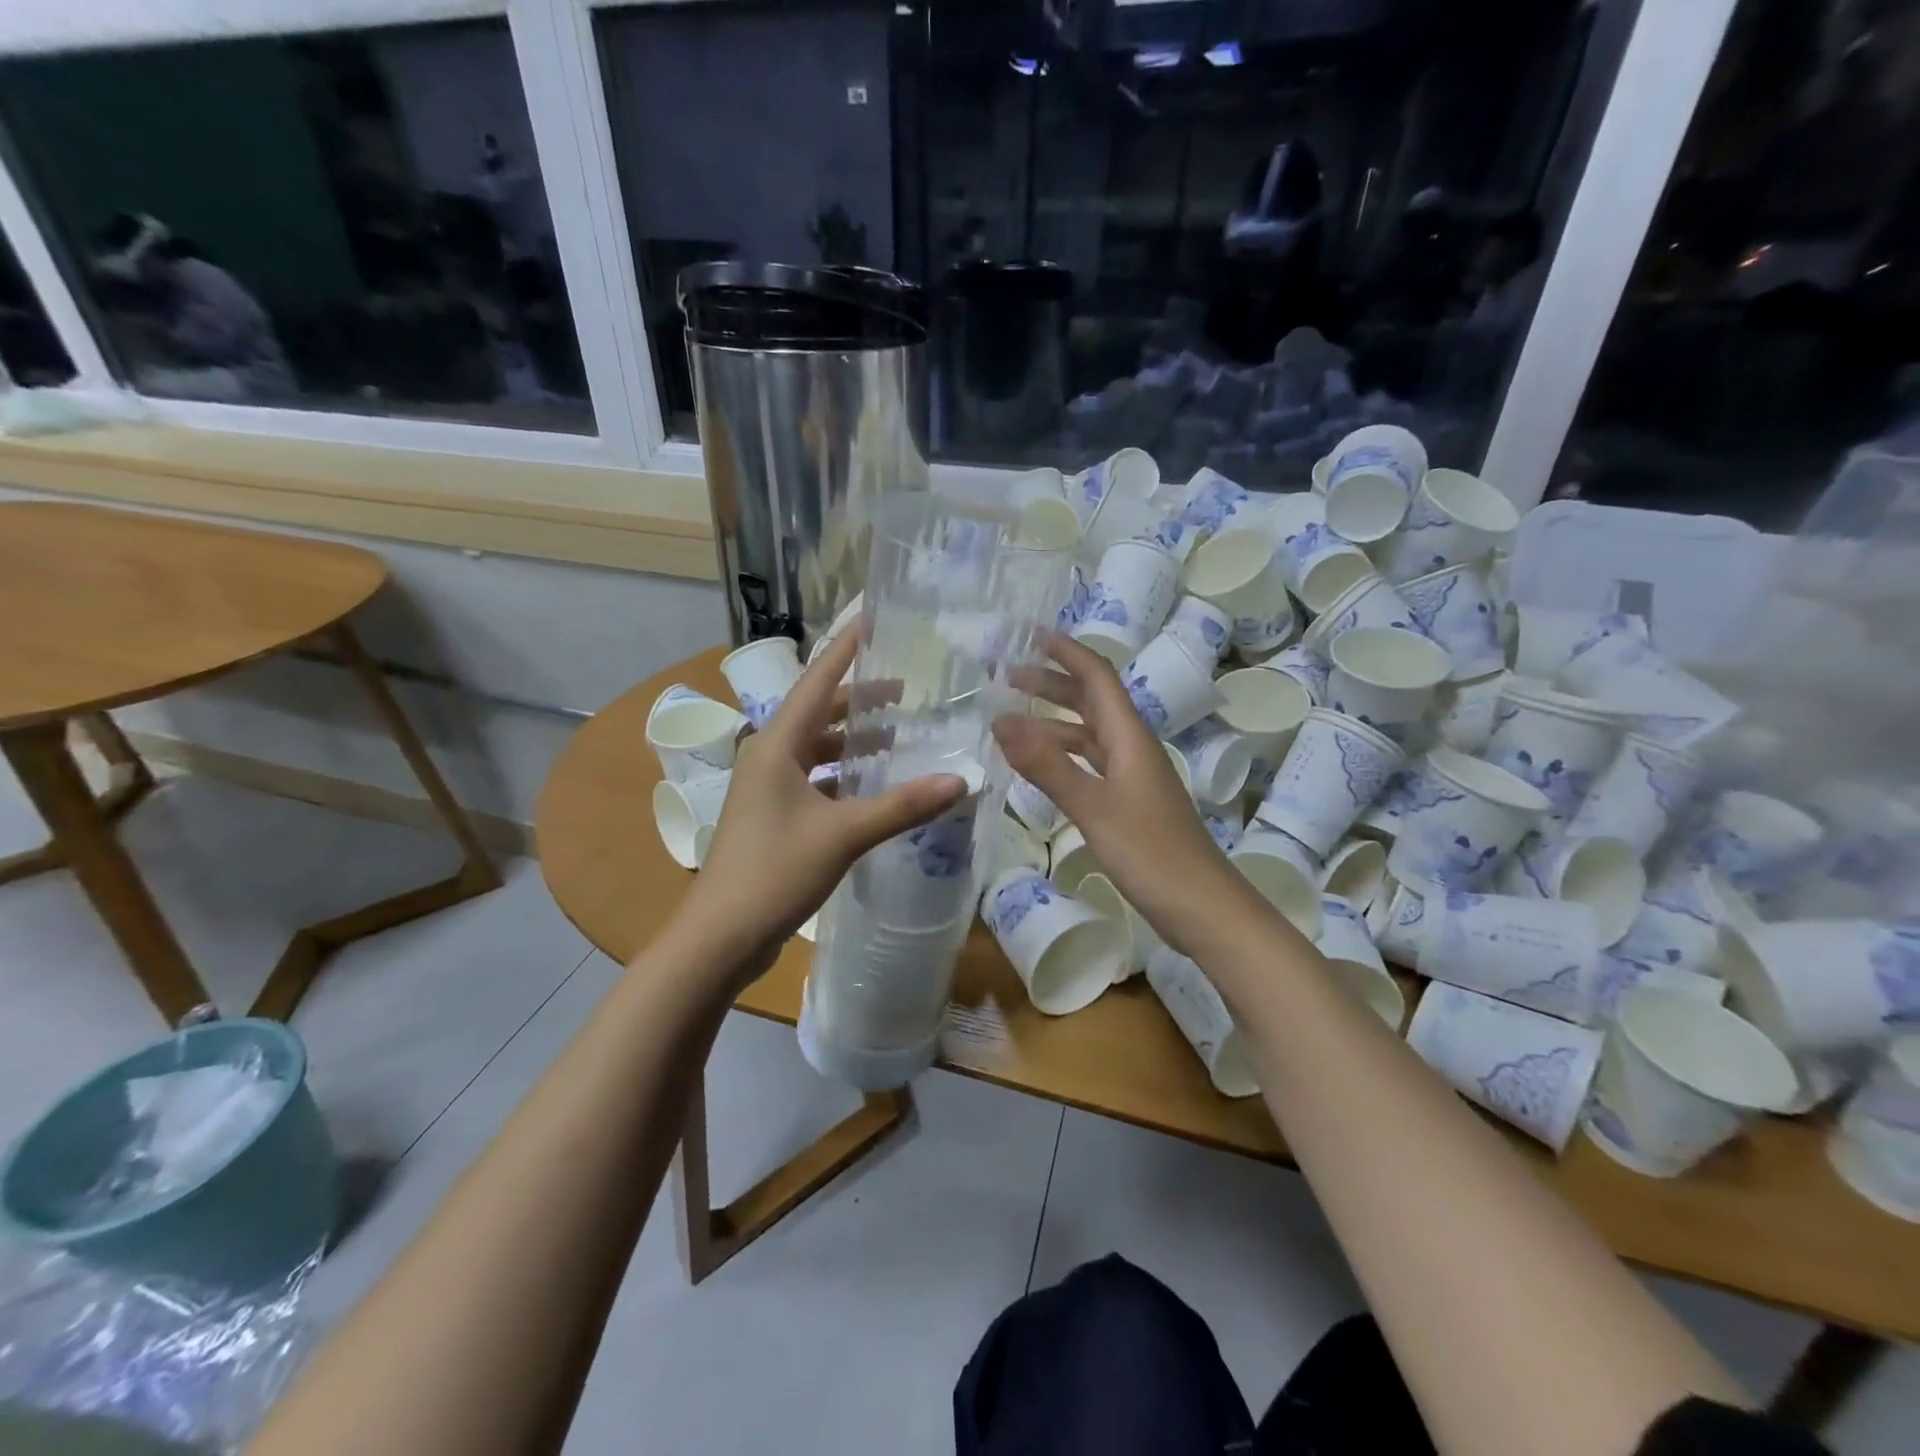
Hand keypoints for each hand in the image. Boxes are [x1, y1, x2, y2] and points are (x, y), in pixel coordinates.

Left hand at [678, 632, 966, 982]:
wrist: (721, 936)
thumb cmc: (775, 872)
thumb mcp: (843, 835)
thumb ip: (902, 806)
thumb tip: (960, 780)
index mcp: (776, 746)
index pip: (817, 683)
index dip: (845, 651)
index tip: (871, 622)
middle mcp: (769, 758)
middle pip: (819, 714)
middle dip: (860, 701)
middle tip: (907, 691)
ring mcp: (768, 789)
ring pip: (817, 750)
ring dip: (853, 742)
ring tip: (898, 735)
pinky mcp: (774, 817)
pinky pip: (815, 780)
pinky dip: (844, 776)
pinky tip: (874, 786)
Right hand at [992, 634, 1264, 956]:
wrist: (1202, 908)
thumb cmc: (1151, 853)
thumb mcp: (1093, 806)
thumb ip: (1047, 764)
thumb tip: (1000, 720)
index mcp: (1129, 737)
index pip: (1097, 677)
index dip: (1066, 652)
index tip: (1030, 635)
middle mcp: (1132, 748)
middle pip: (1091, 701)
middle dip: (1051, 683)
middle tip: (1006, 676)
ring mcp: (1131, 777)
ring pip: (1088, 735)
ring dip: (1052, 722)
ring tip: (1010, 723)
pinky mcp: (1128, 804)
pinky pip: (1089, 765)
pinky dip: (1061, 757)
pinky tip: (1039, 768)